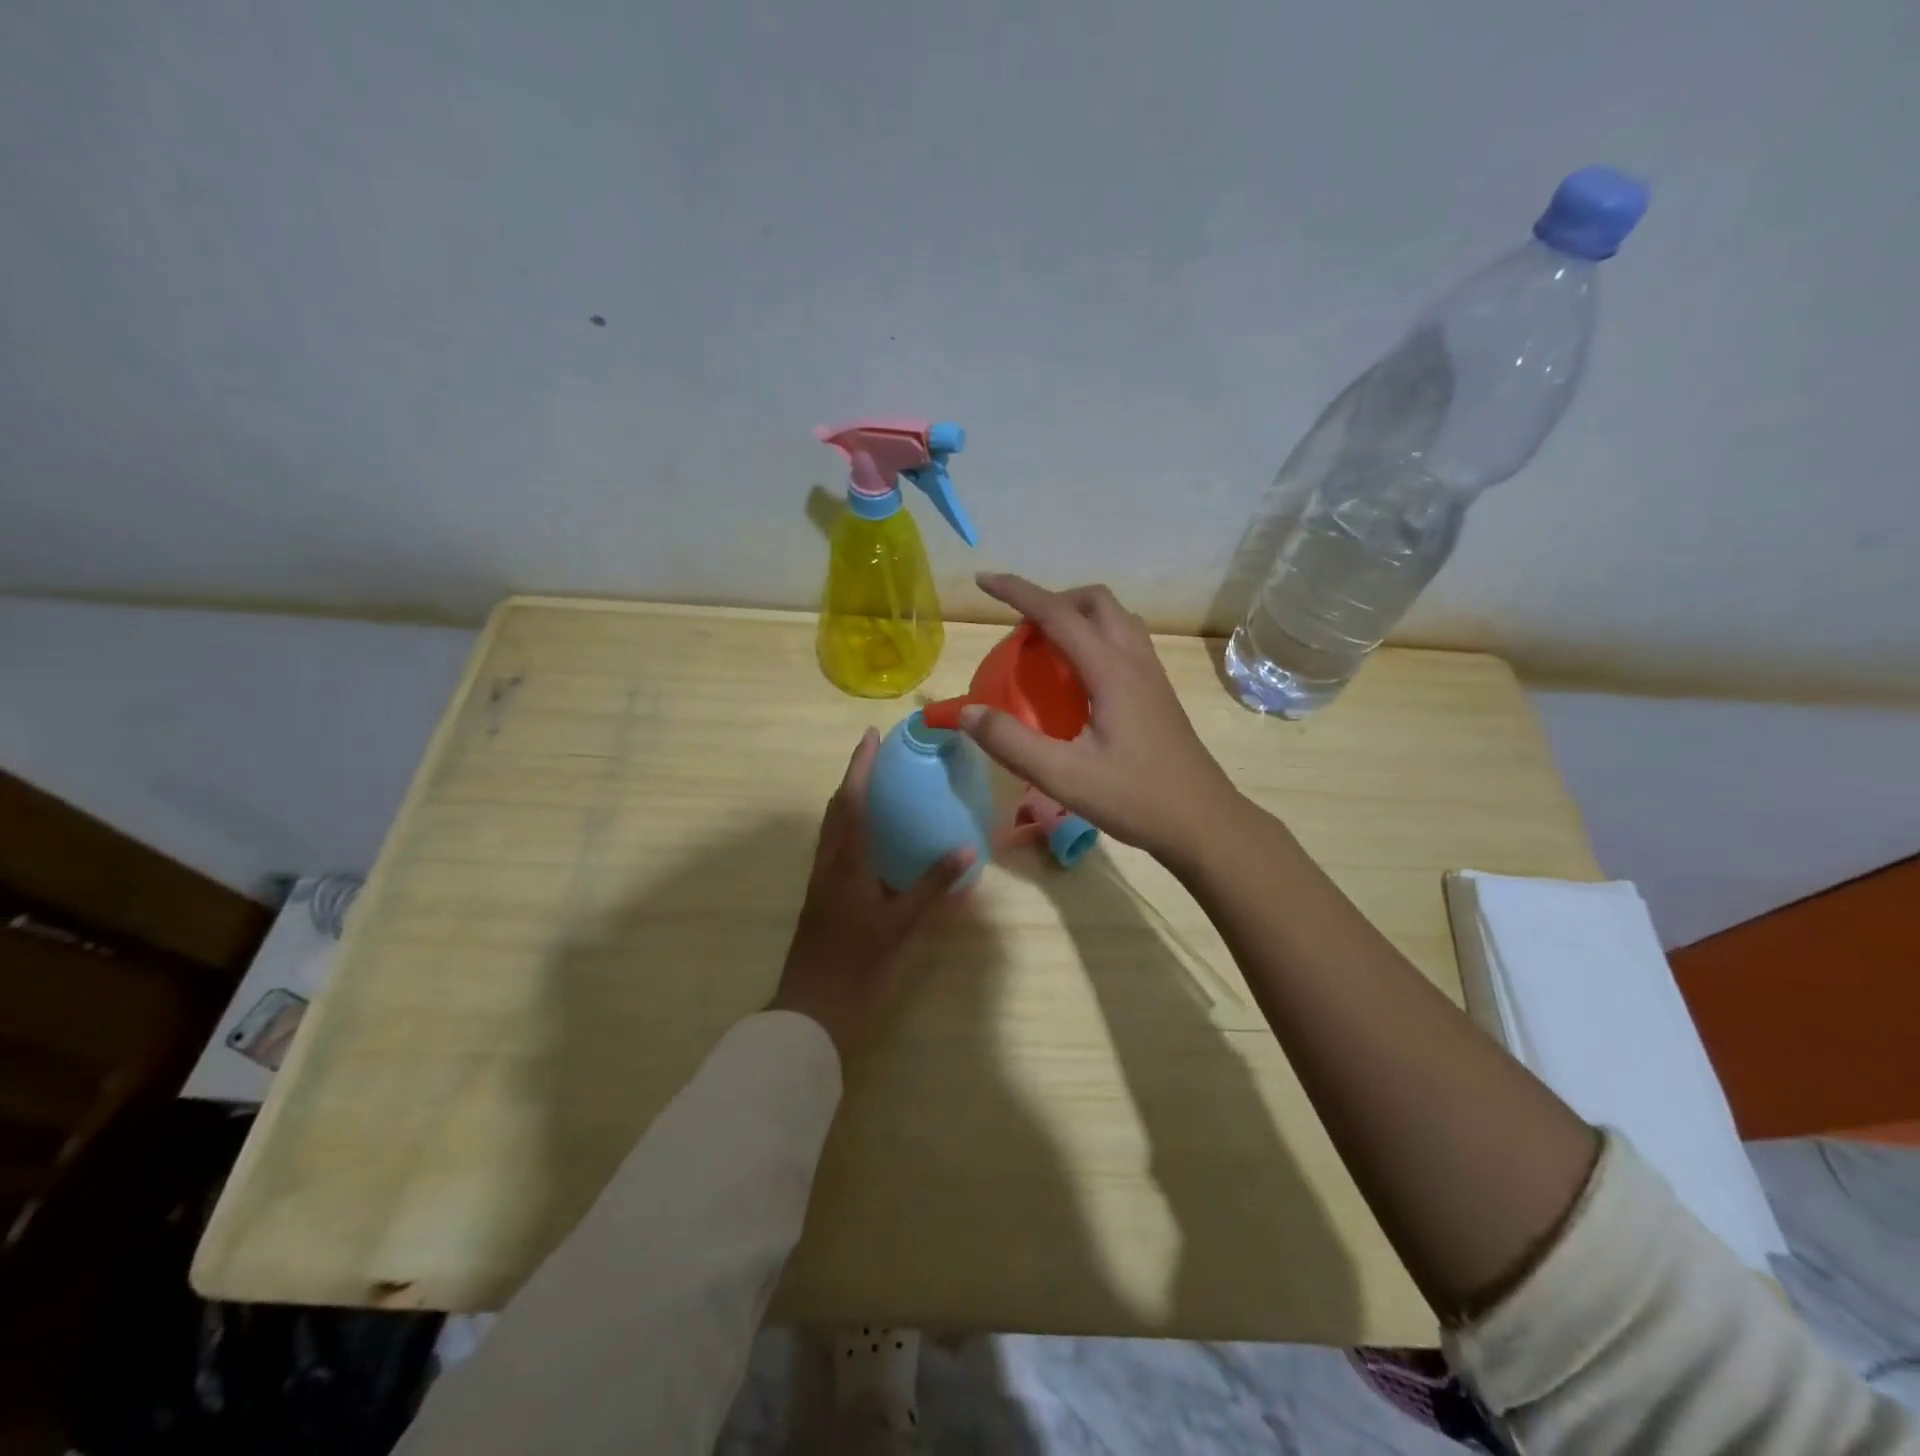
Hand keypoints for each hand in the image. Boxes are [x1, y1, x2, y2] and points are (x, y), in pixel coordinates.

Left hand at [770, 728, 974, 1059]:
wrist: (811, 1008)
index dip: (860, 766)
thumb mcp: (900, 925)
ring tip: (876, 788)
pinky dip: (850, 828)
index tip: (871, 735)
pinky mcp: (820, 896)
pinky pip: (834, 847)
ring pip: (832, 828)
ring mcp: (820, 880)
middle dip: (854, 777)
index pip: (851, 801)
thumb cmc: (857, 964)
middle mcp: (828, 863)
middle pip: (836, 808)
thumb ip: (932, 886)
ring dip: (849, 801)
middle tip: (878, 757)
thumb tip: (967, 850)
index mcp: (846, 862)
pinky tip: (871, 840)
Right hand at [960, 573, 1241, 865]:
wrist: (1202, 822)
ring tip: (1046, 647)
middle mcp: (1135, 660)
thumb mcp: (1064, 777)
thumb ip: (1012, 743)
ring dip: (1077, 616)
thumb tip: (967, 712)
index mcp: (1111, 670)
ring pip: (1115, 618)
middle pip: (1094, 602)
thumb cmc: (1135, 798)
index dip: (1017, 591)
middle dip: (1052, 599)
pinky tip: (1077, 678)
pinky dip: (1093, 638)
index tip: (983, 580)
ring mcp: (1152, 675)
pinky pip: (1124, 641)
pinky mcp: (1157, 693)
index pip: (1057, 614)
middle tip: (1021, 629)